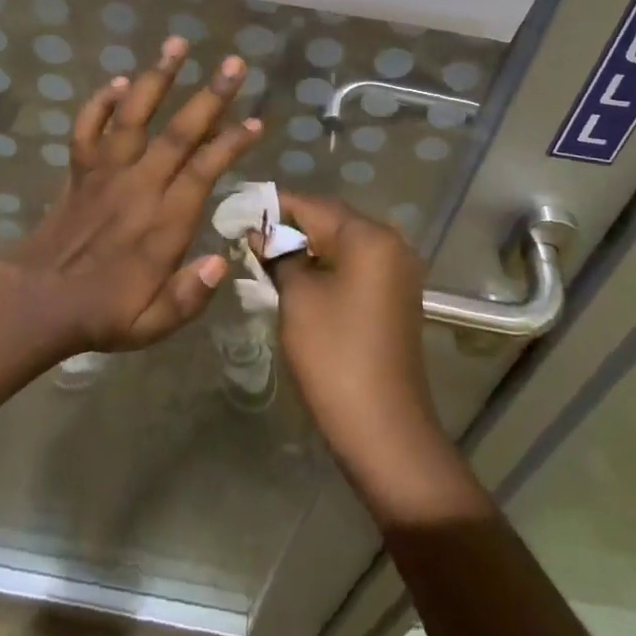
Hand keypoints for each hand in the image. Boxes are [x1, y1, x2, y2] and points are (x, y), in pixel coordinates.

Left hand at [0, 36, 261, 359]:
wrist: (37, 303)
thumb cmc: (103, 314)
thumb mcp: (153, 325)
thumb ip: (190, 296)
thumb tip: (224, 262)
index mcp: (163, 221)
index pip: (204, 170)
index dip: (232, 143)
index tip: (256, 120)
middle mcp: (138, 186)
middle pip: (179, 132)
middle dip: (210, 95)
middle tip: (234, 63)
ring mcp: (105, 172)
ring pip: (134, 115)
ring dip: (157, 78)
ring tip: (177, 43)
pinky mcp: (79, 169)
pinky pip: (88, 128)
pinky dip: (100, 102)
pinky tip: (117, 81)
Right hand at [267, 194, 461, 505]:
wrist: (384, 430)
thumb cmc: (334, 355)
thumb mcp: (297, 298)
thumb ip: (278, 256)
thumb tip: (260, 234)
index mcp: (368, 236)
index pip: (312, 204)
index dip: (272, 207)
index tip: (237, 213)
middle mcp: (390, 243)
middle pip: (330, 220)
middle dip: (289, 228)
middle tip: (247, 239)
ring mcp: (397, 270)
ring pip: (341, 244)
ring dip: (306, 249)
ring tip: (265, 259)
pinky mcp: (395, 296)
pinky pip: (355, 266)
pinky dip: (326, 267)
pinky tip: (296, 280)